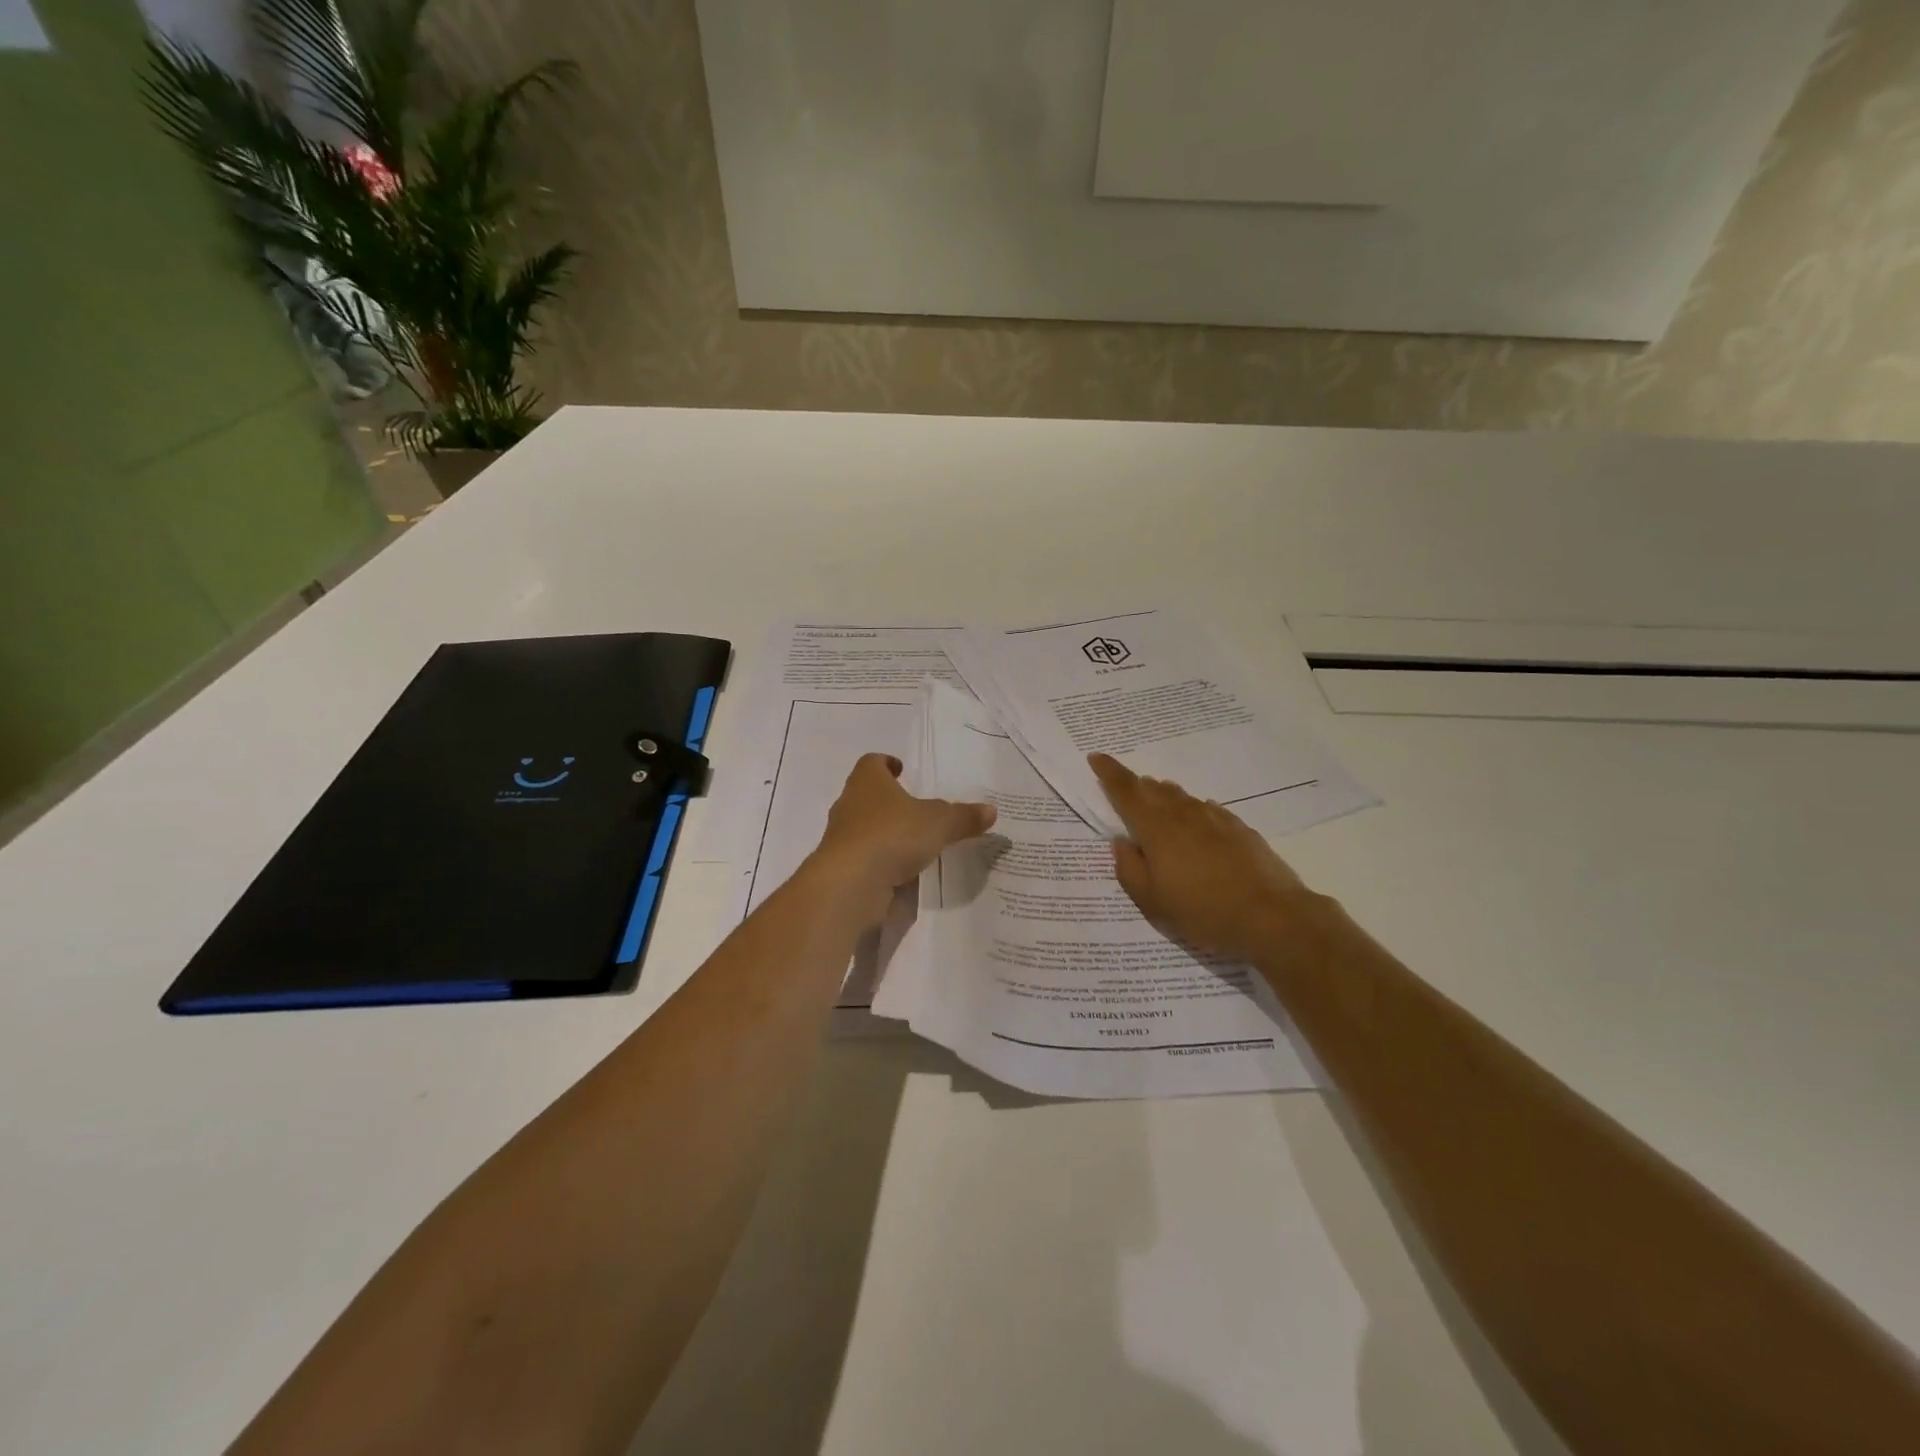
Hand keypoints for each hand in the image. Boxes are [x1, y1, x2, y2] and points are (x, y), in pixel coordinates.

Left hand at [810, 754, 996, 922]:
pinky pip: (865, 857)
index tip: (902, 769)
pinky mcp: (841, 868)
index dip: (887, 763)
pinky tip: (902, 871)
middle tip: (915, 807)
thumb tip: (991, 810)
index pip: (872, 762)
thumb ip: (964, 817)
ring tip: (913, 841)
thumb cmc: (892, 835)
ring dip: (884, 832)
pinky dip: (881, 860)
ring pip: (864, 827)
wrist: (849, 884)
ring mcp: (841, 837)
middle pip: (867, 794)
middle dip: (889, 800)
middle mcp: (849, 804)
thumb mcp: (939, 823)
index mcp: (868, 781)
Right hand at [1091, 753, 1322, 965]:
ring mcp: (1215, 819)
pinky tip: (1197, 819)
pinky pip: (1207, 810)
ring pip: (1182, 797)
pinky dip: (1193, 809)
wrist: (1272, 917)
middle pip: (1154, 790)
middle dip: (1136, 785)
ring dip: (1164, 795)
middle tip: (1125, 787)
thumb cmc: (1203, 912)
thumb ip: (1130, 869)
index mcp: (1156, 829)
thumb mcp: (1152, 902)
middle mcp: (1184, 815)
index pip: (1126, 791)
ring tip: (1156, 800)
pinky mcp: (1239, 830)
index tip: (1096, 757)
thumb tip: (1121, 842)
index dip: (1109, 772)